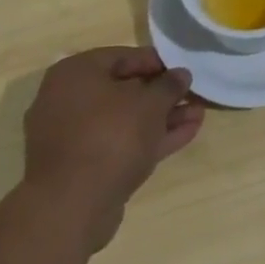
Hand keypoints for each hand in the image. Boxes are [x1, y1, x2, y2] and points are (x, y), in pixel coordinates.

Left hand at [21, 48, 204, 249]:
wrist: (71, 206)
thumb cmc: (110, 136)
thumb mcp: (150, 103)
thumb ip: (169, 85)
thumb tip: (180, 75)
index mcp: (75, 73)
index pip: (123, 56)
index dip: (158, 62)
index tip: (183, 71)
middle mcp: (66, 100)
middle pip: (124, 90)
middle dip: (161, 95)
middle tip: (192, 95)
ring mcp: (72, 137)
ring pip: (124, 120)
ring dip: (161, 118)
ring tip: (197, 115)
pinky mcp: (81, 167)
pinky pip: (119, 143)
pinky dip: (148, 138)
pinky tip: (185, 134)